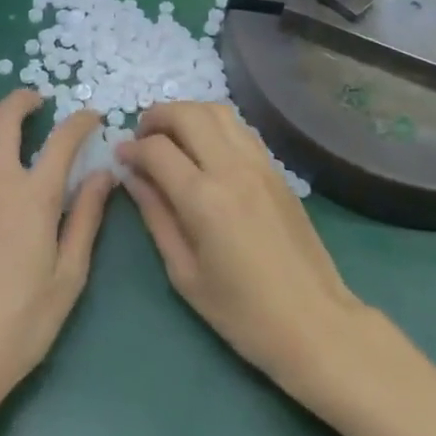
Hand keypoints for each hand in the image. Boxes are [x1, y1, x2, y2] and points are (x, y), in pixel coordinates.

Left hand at [0, 91, 113, 428]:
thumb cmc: (20, 322)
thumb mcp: (68, 276)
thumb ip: (86, 218)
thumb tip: (104, 175)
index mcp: (34, 197)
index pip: (63, 140)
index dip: (81, 121)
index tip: (92, 117)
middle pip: (4, 116)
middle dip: (24, 99)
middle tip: (38, 102)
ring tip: (2, 118)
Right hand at [119, 102, 372, 409]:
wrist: (315, 324)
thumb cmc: (242, 313)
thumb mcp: (184, 273)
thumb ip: (155, 216)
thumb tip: (132, 177)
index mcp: (203, 199)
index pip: (156, 149)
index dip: (131, 148)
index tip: (120, 157)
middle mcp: (231, 168)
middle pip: (187, 113)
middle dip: (156, 117)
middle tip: (142, 137)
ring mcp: (259, 164)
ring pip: (217, 110)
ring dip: (187, 113)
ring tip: (172, 136)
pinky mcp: (277, 169)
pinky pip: (240, 128)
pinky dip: (214, 124)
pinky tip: (205, 147)